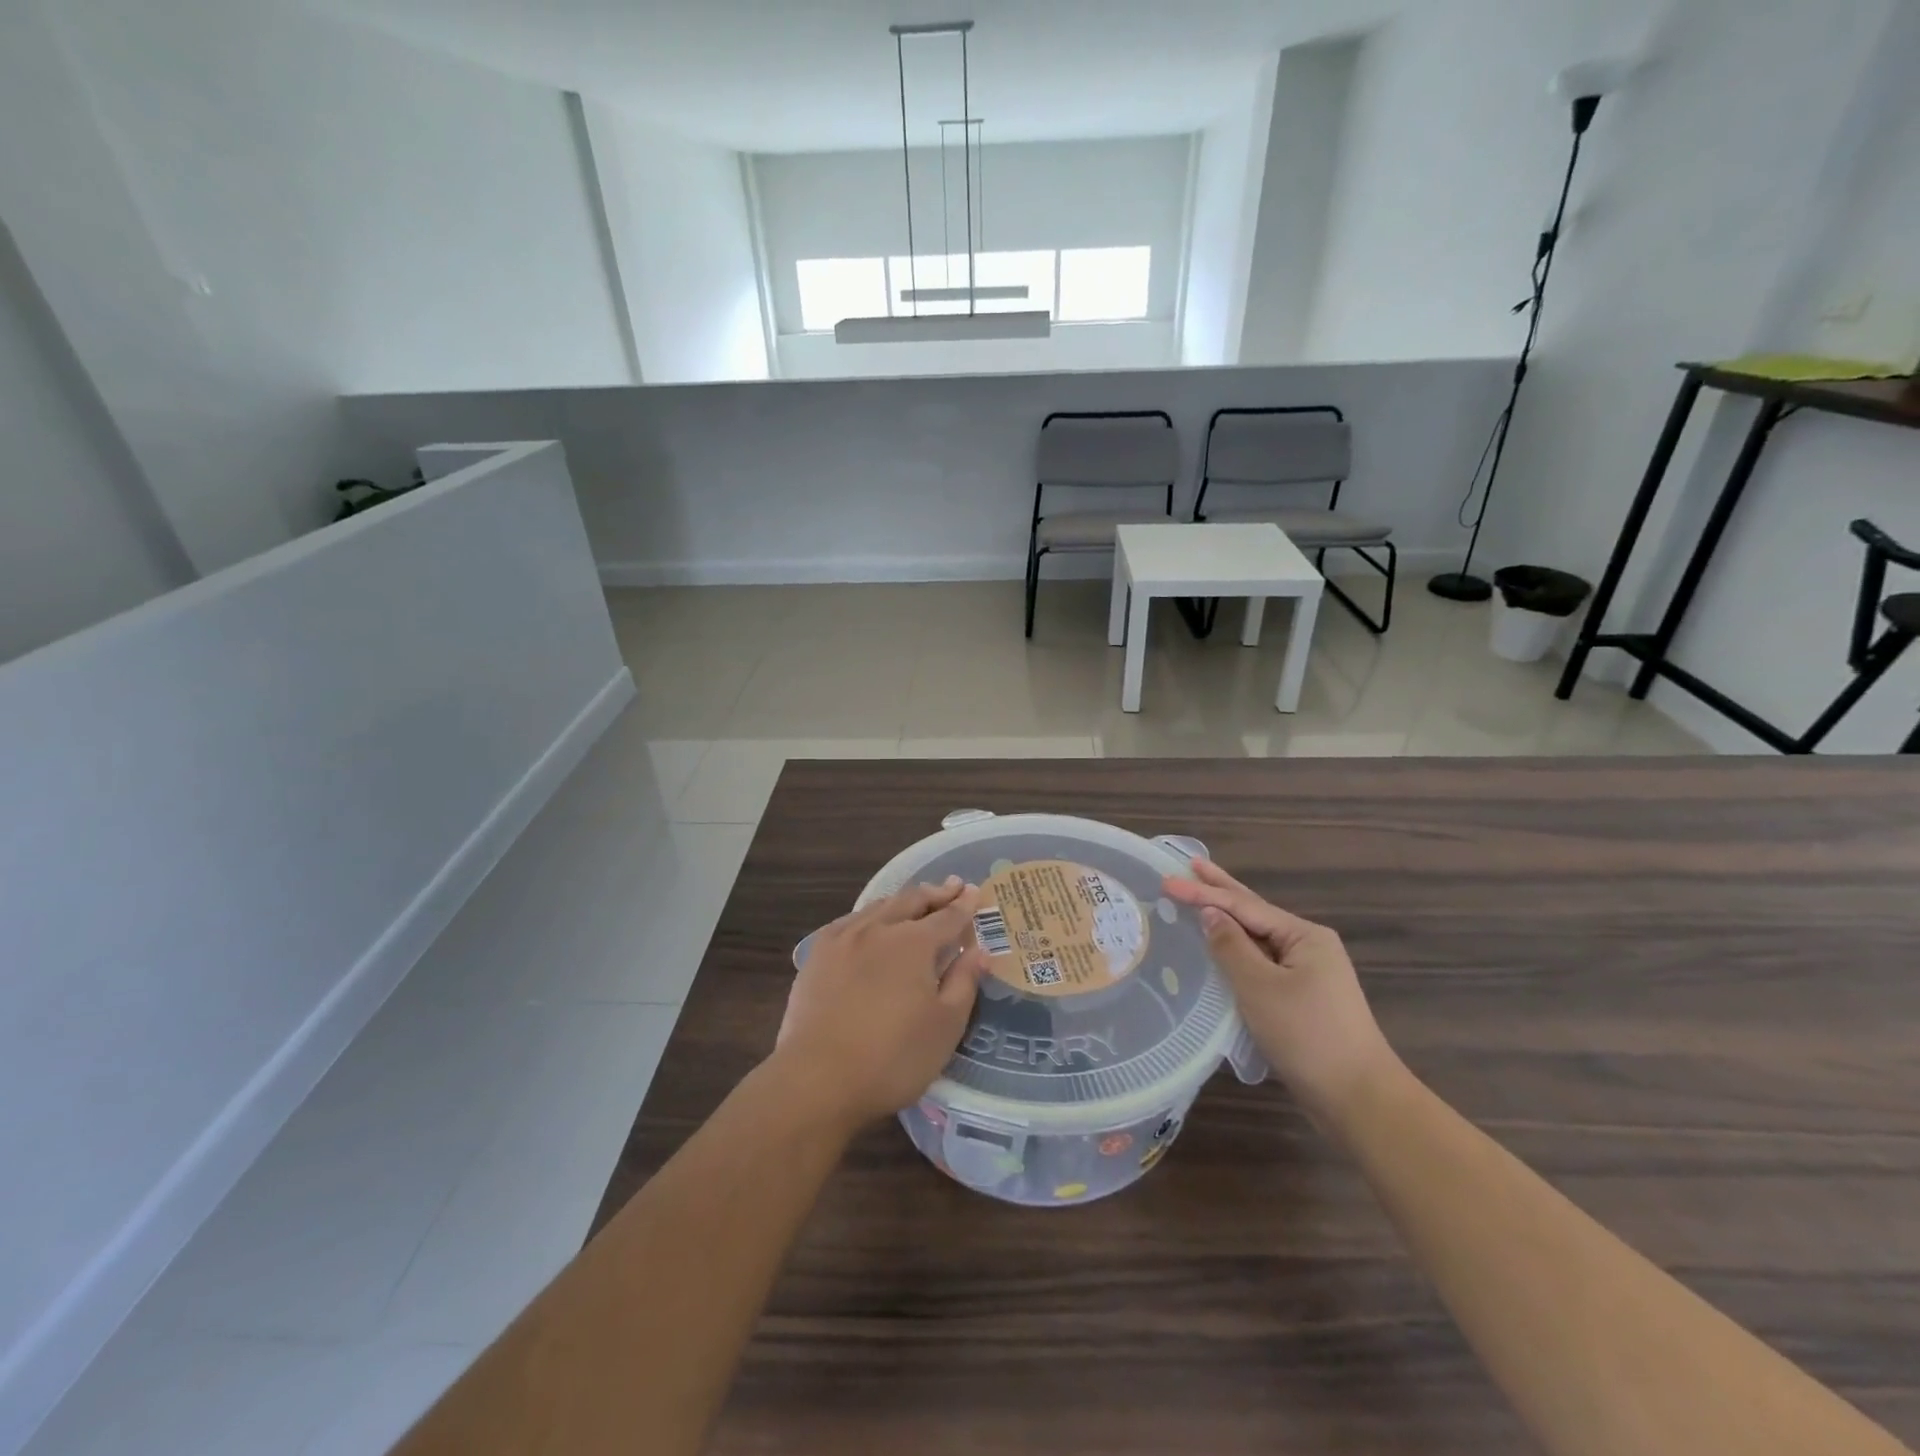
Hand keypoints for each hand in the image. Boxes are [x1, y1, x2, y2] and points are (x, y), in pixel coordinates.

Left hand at [771, 876, 988, 1130]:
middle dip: (935, 893)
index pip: (947, 917)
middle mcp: (878, 928)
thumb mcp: (945, 1026)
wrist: (817, 1079)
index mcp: (914, 942)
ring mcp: (843, 939)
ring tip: (915, 900)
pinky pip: (849, 921)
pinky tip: (868, 924)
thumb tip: (979, 950)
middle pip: (911, 901)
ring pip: (878, 906)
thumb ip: (964, 982)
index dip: (964, 905)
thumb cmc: (893, 1058)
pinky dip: (869, 915)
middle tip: (952, 887)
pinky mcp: (817, 956)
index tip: (974, 892)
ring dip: (903, 900)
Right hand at [1163, 859, 1397, 1118]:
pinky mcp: (1302, 997)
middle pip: (1254, 911)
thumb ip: (1231, 947)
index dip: (1203, 892)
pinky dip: (1237, 949)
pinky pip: (1261, 962)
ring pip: (1258, 938)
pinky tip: (1221, 947)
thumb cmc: (1307, 1035)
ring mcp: (1308, 973)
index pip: (1244, 905)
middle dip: (1221, 889)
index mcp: (1304, 936)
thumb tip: (1210, 914)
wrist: (1358, 1098)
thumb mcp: (1260, 987)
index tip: (1166, 880)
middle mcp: (1308, 946)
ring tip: (1200, 898)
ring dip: (1228, 918)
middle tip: (1191, 864)